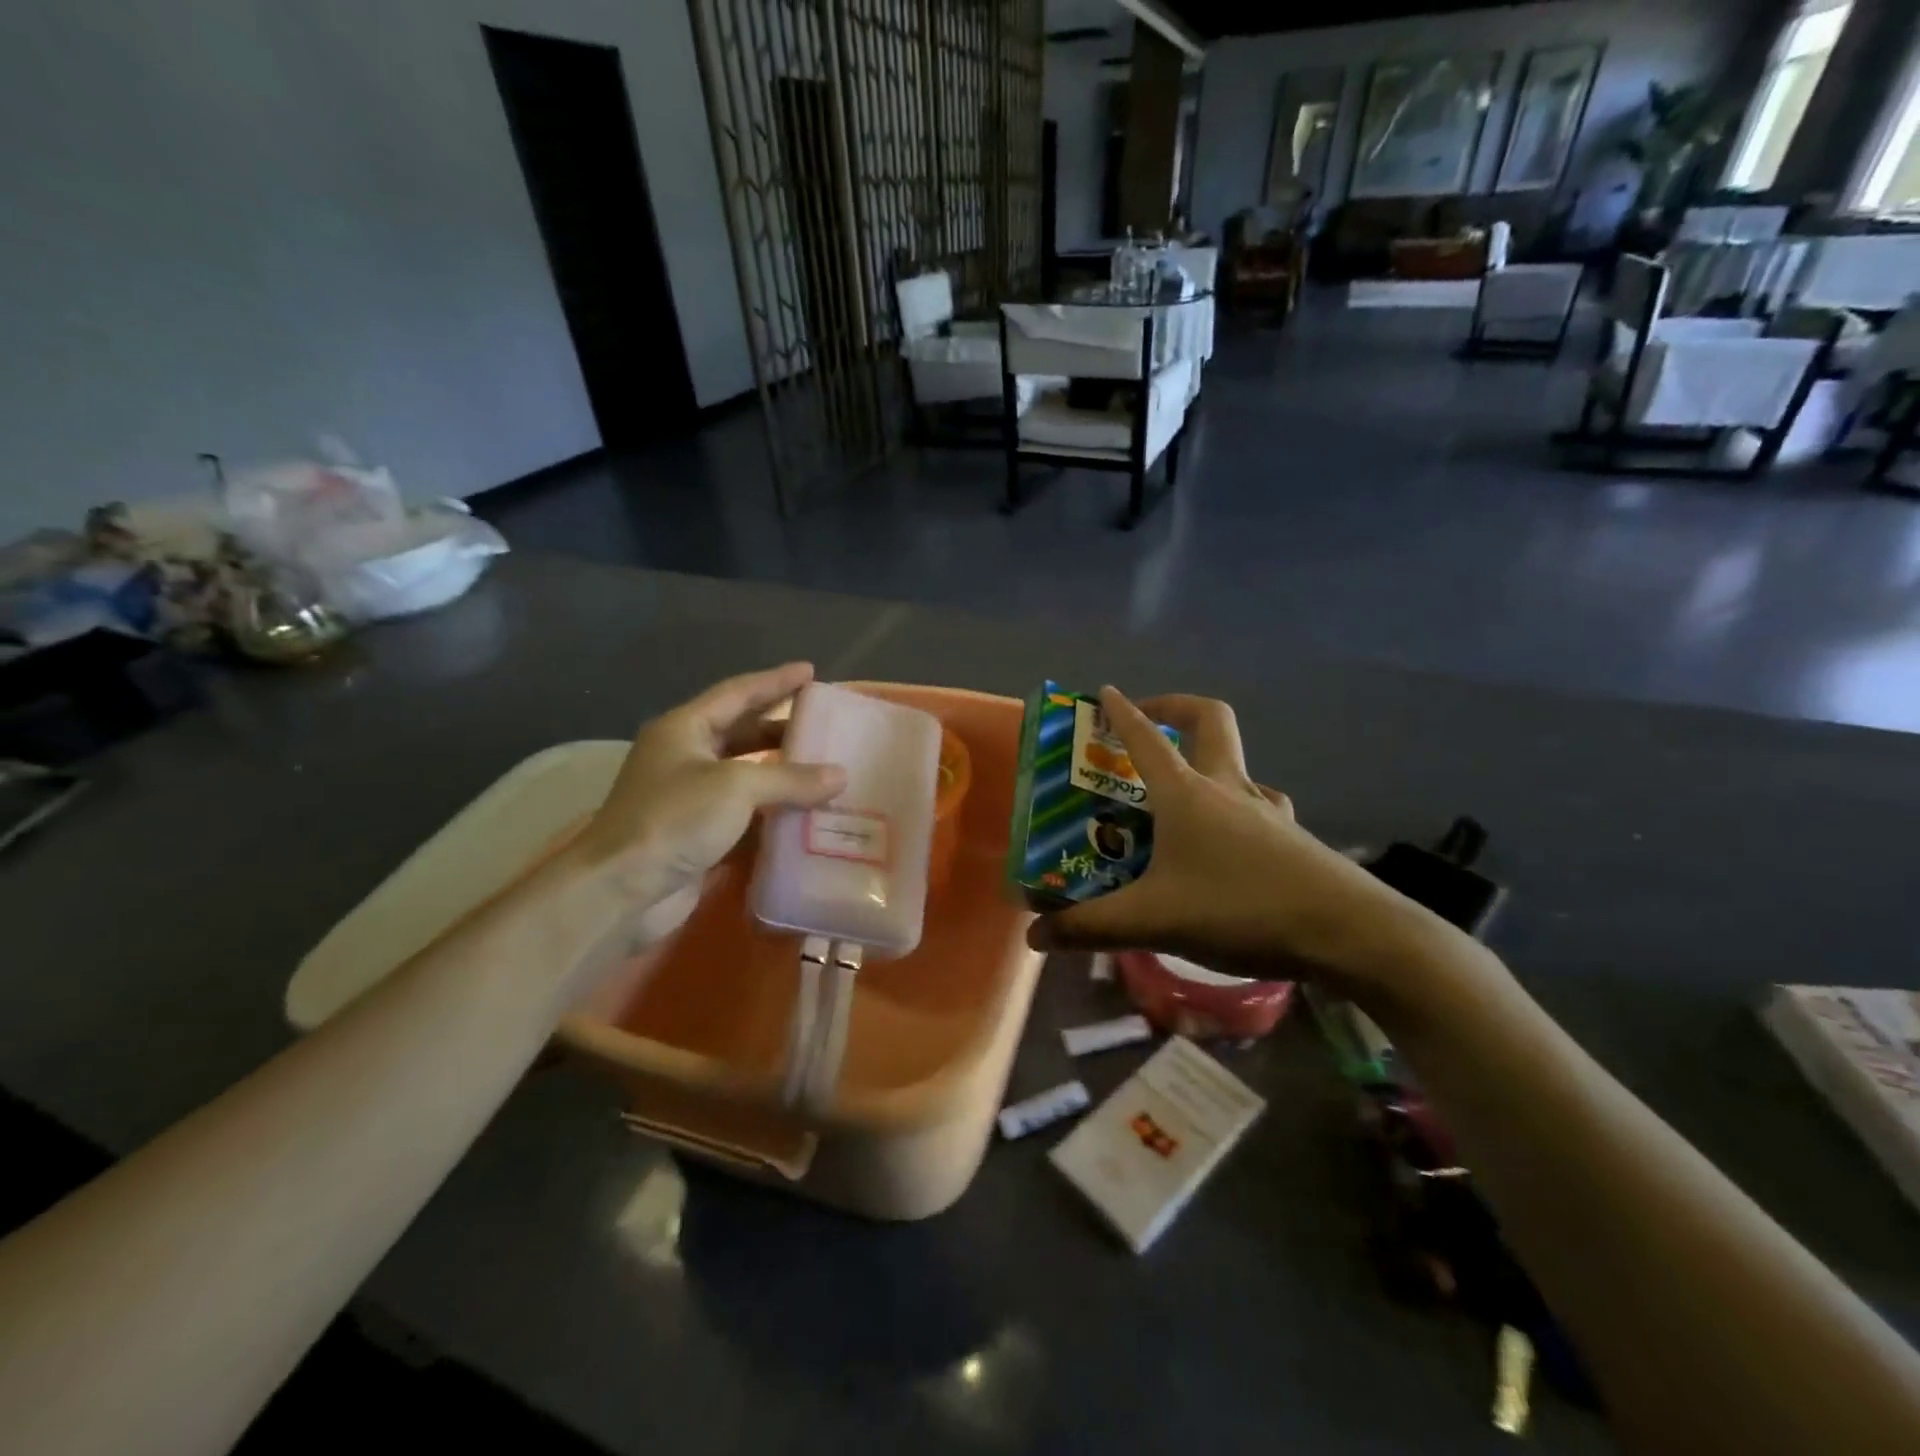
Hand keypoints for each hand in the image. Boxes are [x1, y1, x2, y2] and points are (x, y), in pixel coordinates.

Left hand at [563, 662, 846, 959]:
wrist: (622, 890)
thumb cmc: (674, 819)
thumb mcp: (736, 787)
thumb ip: (791, 778)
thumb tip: (840, 775)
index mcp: (684, 729)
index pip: (737, 693)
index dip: (775, 681)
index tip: (810, 671)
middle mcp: (686, 757)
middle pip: (743, 733)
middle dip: (782, 728)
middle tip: (825, 725)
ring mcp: (692, 798)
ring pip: (747, 776)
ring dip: (783, 773)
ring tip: (826, 768)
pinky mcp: (700, 835)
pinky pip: (747, 814)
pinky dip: (776, 812)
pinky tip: (808, 813)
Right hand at [1029, 688, 1445, 995]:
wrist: (1349, 933)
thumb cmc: (1241, 908)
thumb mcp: (1153, 920)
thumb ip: (1090, 927)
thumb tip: (1035, 936)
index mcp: (1188, 794)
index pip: (1146, 738)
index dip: (1122, 712)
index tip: (1105, 693)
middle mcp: (1228, 788)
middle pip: (1210, 720)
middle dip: (1176, 708)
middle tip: (1151, 723)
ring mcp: (1267, 810)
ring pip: (1239, 765)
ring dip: (1210, 762)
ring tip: (1185, 793)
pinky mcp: (1293, 838)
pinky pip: (1261, 805)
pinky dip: (1239, 806)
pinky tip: (1232, 840)